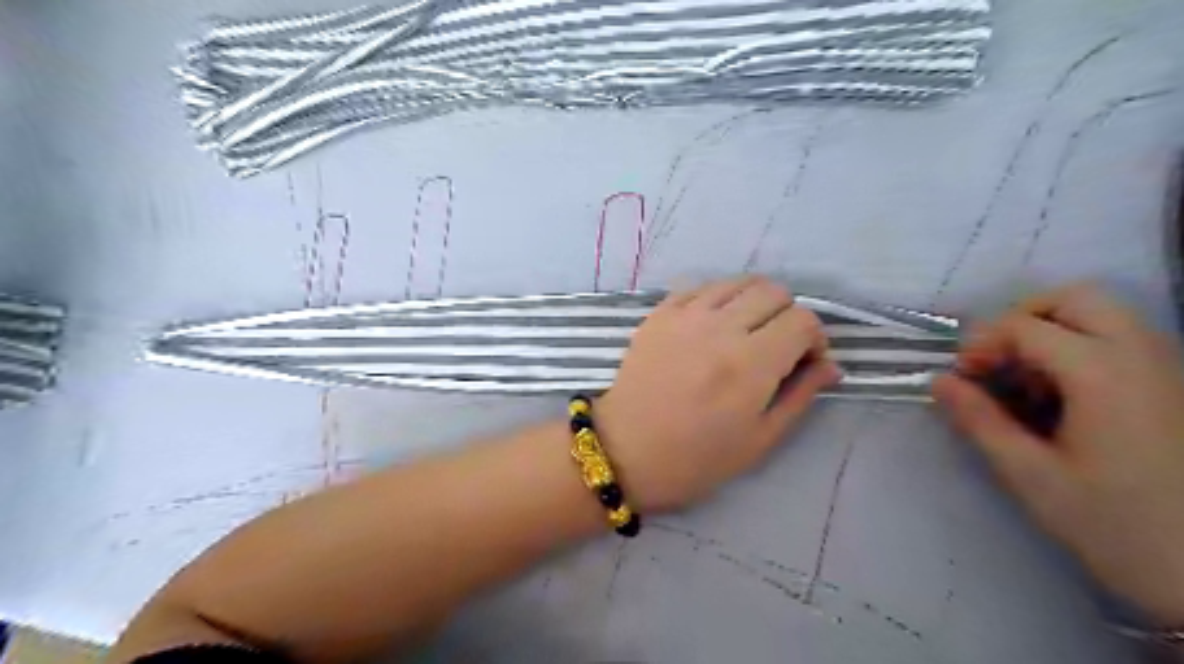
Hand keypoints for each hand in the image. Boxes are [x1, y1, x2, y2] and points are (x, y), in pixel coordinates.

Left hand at [598, 275, 835, 512]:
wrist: (625, 450)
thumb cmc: (695, 458)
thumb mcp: (760, 440)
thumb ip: (800, 395)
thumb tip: (831, 365)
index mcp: (750, 364)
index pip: (803, 320)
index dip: (815, 339)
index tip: (805, 361)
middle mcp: (720, 328)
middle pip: (774, 291)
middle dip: (787, 316)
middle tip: (777, 346)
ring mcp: (685, 315)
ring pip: (738, 282)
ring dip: (754, 302)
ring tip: (746, 332)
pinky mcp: (659, 313)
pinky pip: (700, 287)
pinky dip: (718, 299)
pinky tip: (712, 326)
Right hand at [930, 283, 1183, 625]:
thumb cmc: (1118, 527)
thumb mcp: (1031, 477)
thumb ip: (979, 421)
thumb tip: (940, 382)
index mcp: (1104, 375)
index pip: (1025, 326)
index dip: (981, 345)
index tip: (962, 380)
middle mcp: (1144, 356)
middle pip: (1075, 299)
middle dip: (1022, 320)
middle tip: (996, 362)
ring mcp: (1170, 370)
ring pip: (1104, 316)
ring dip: (1052, 334)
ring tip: (1028, 384)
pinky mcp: (1179, 389)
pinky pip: (1123, 342)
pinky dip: (1081, 351)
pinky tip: (1065, 399)